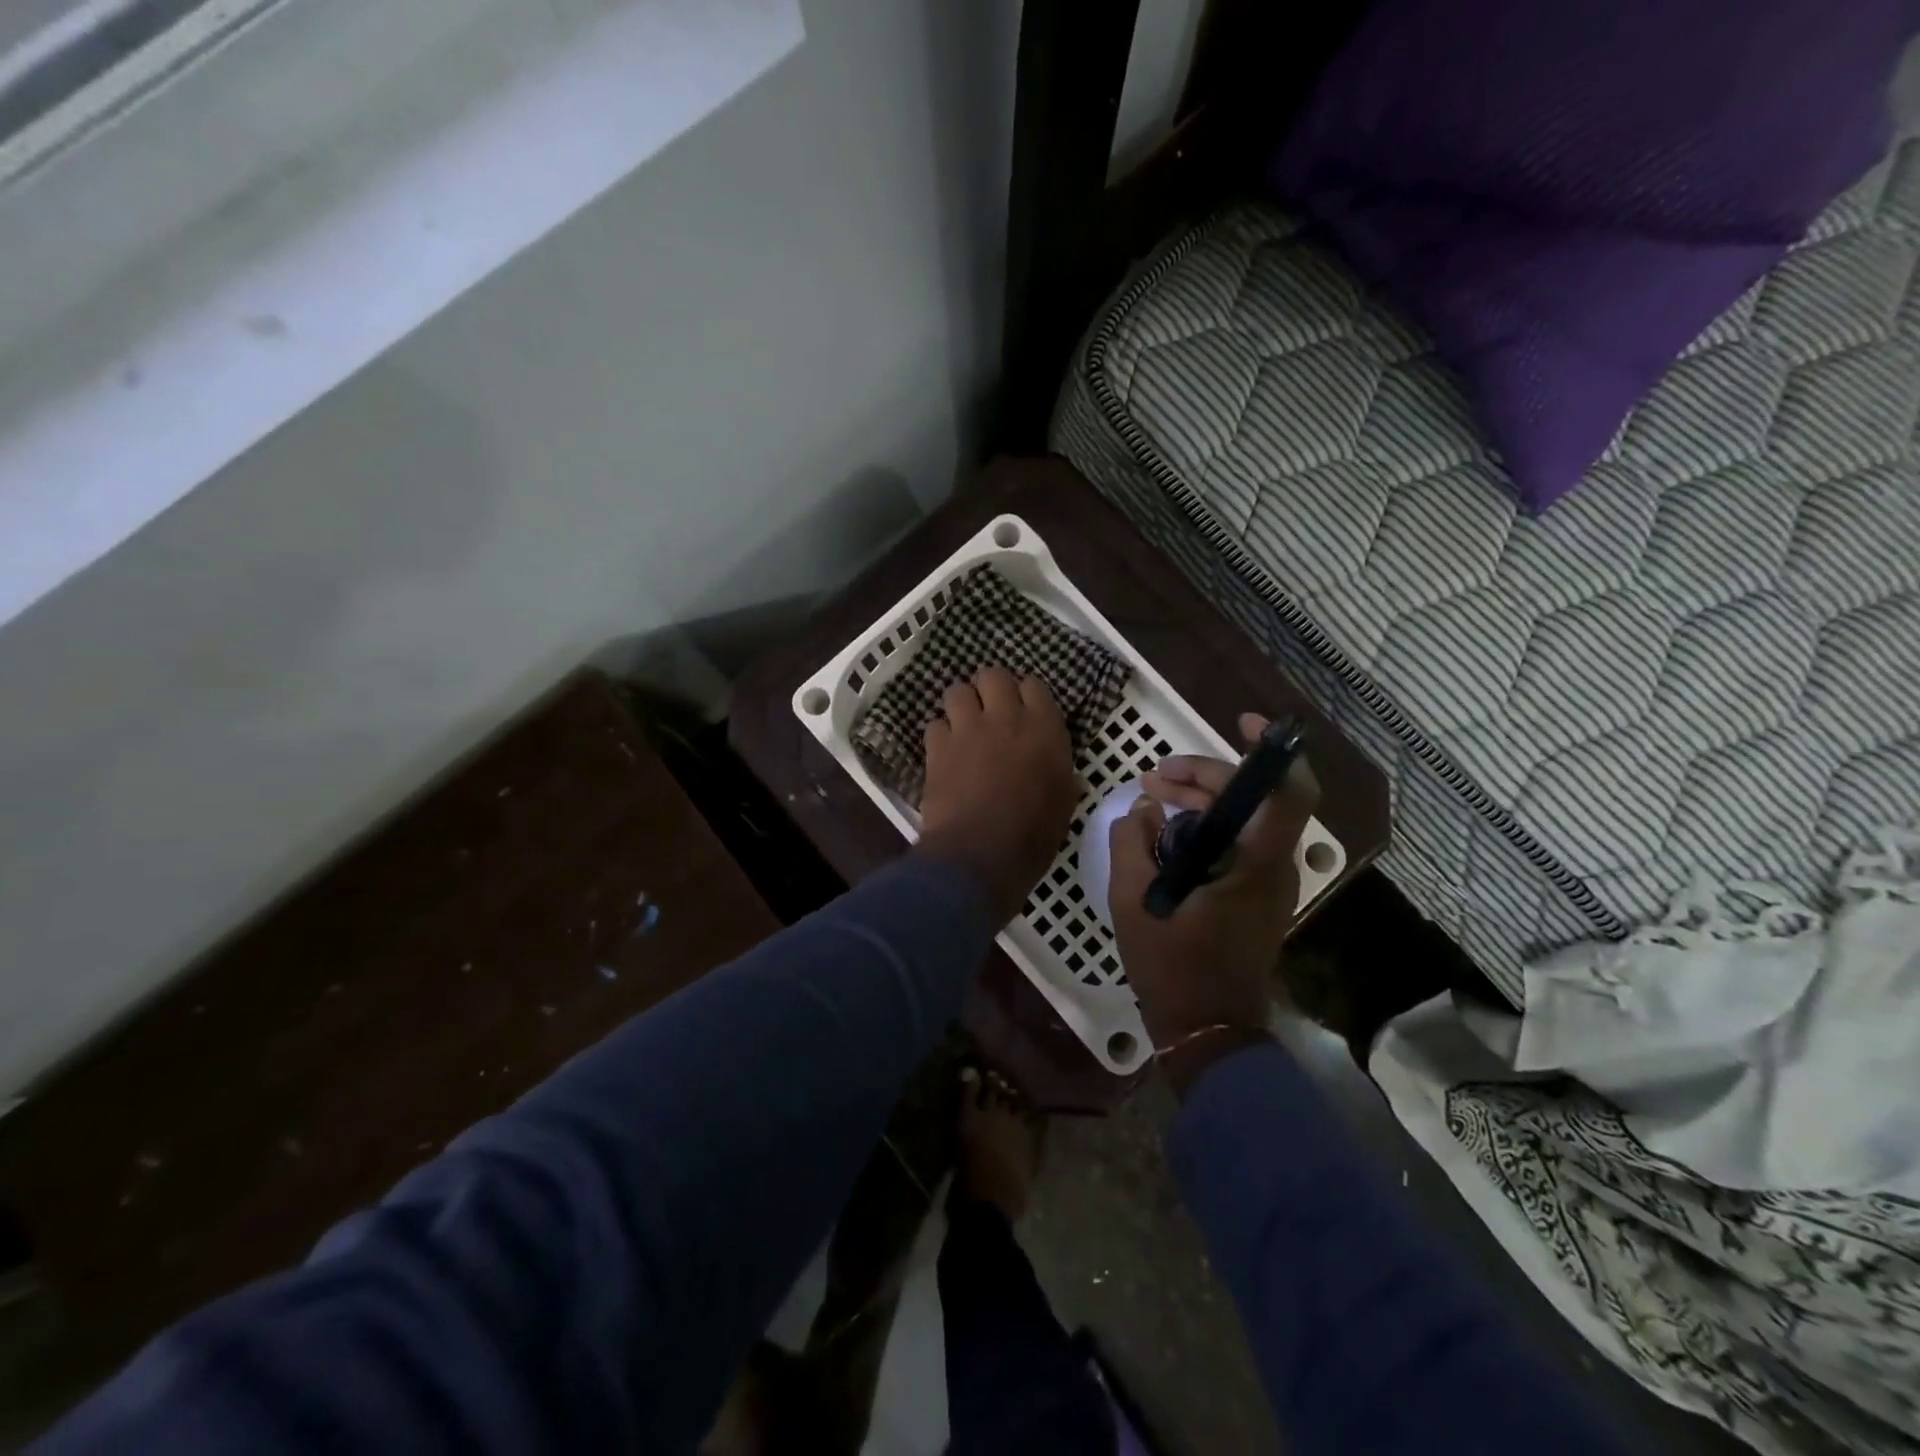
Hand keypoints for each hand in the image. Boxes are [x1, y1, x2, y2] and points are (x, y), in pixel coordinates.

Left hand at [916, 668, 1078, 922]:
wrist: (981, 855)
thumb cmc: (1033, 835)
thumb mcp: (1064, 802)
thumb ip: (1059, 771)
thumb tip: (1058, 767)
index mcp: (1045, 729)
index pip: (1034, 686)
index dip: (1026, 696)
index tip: (1024, 711)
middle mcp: (1006, 718)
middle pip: (993, 675)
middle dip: (990, 688)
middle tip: (990, 710)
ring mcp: (968, 729)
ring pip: (957, 691)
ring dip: (961, 705)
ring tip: (963, 725)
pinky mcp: (938, 747)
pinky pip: (935, 724)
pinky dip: (940, 734)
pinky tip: (945, 752)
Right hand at [1109, 713, 1319, 1084]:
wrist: (1207, 1030)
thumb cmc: (1172, 966)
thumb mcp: (1134, 900)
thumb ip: (1132, 843)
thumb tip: (1142, 810)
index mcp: (1254, 863)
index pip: (1288, 792)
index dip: (1273, 752)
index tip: (1243, 725)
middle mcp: (1273, 866)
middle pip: (1254, 797)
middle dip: (1205, 776)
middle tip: (1154, 778)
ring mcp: (1269, 882)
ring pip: (1245, 820)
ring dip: (1201, 801)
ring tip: (1151, 798)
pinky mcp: (1257, 896)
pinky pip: (1238, 843)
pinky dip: (1206, 827)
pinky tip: (1166, 832)